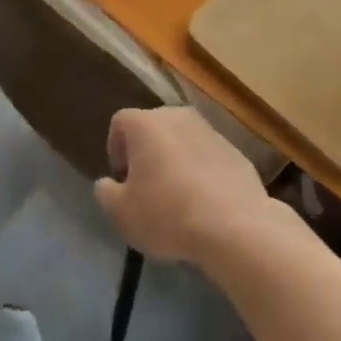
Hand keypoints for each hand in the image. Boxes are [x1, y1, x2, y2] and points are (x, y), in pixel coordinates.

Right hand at [92, 107, 271, 266]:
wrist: (234, 225)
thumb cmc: (167, 213)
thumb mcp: (122, 213)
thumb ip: (106, 193)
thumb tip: (108, 184)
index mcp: (145, 123)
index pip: (120, 122)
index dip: (115, 149)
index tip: (122, 179)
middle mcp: (177, 116)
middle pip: (153, 128)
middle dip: (146, 153)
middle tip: (146, 189)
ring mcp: (209, 130)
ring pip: (182, 141)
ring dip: (175, 161)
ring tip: (178, 199)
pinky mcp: (234, 150)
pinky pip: (208, 157)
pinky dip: (201, 172)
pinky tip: (205, 204)